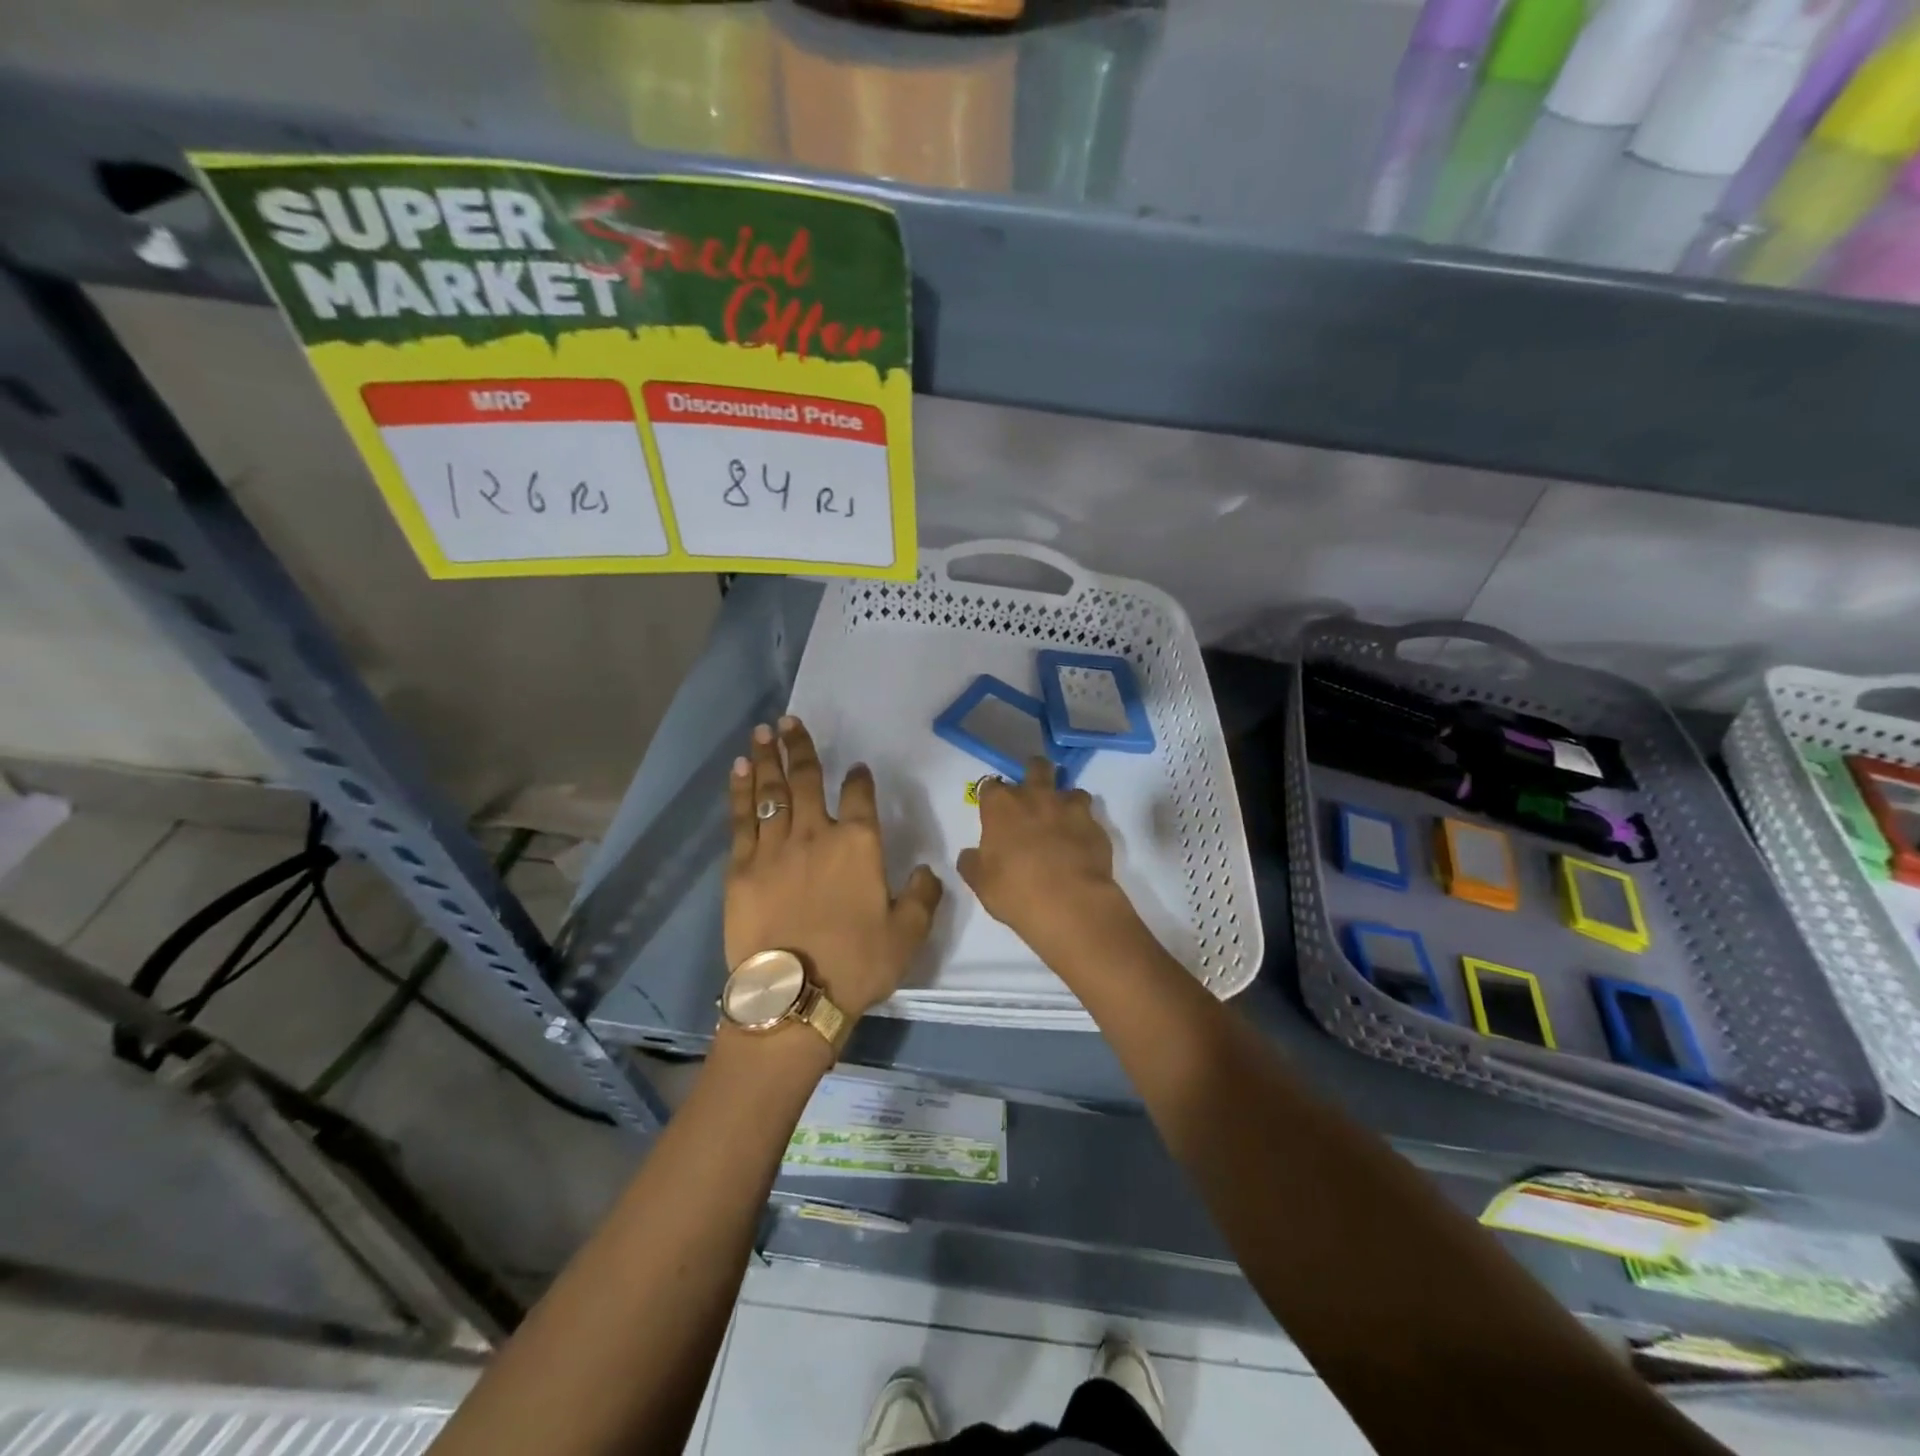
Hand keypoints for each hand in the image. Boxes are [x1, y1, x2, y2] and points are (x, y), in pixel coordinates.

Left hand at [726, 716, 942, 1017]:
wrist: (794, 996)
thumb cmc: (857, 964)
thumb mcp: (908, 934)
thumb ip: (923, 896)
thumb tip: (928, 870)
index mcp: (858, 844)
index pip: (859, 796)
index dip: (858, 779)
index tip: (856, 769)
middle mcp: (815, 834)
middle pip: (805, 779)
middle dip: (799, 747)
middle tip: (789, 720)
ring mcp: (774, 848)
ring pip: (770, 791)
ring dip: (768, 758)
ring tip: (762, 731)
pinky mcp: (741, 867)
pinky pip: (742, 819)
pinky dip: (741, 791)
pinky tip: (740, 770)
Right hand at [957, 758, 1133, 956]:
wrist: (1070, 905)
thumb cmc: (1016, 891)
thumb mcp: (981, 883)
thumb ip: (972, 863)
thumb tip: (970, 855)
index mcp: (1002, 806)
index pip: (990, 785)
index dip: (992, 797)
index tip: (993, 811)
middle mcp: (1036, 797)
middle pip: (1037, 767)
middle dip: (1034, 774)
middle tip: (1033, 797)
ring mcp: (1070, 809)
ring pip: (1071, 790)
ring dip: (1066, 802)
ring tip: (1062, 823)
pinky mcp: (1096, 826)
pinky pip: (1090, 818)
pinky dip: (1084, 827)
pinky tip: (1081, 846)